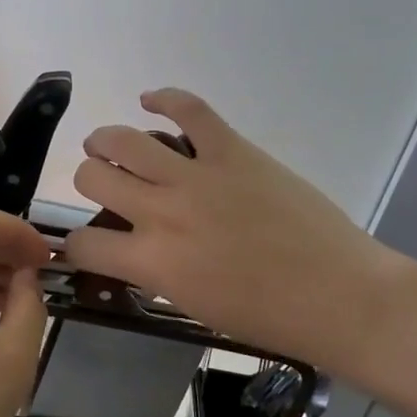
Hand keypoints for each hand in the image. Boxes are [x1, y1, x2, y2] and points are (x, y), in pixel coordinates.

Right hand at [61, 89, 416, 378]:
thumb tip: (134, 246)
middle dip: (89, 179)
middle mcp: (162, 212)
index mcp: (153, 262)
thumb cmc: (268, 316)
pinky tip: (152, 102)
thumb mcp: (192, 304)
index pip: (84, 242)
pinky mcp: (233, 150)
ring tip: (110, 145)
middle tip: (105, 184)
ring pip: (123, 139)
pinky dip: (164, 99)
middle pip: (92, 175)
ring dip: (106, 141)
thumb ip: (154, 270)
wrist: (340, 295)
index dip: (76, 244)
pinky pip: (189, 109)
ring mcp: (197, 175)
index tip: (87, 242)